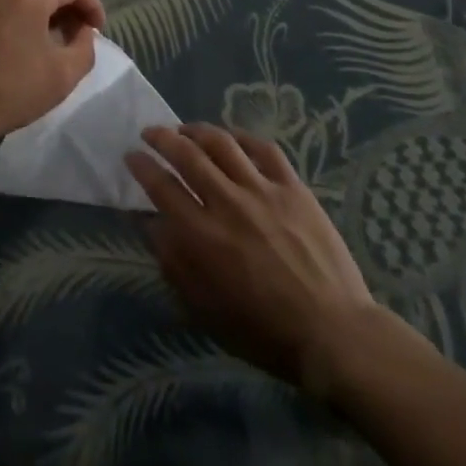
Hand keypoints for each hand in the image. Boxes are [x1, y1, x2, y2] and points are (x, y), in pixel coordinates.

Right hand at [127, 124, 381, 389]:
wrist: (334, 334)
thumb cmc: (265, 332)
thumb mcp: (206, 310)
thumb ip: (174, 265)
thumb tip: (151, 226)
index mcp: (203, 236)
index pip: (161, 186)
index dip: (141, 166)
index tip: (130, 155)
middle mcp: (228, 203)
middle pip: (186, 154)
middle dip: (161, 138)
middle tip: (150, 133)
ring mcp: (262, 190)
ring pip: (222, 142)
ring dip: (197, 131)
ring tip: (186, 130)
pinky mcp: (293, 187)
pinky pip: (263, 148)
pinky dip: (242, 137)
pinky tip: (231, 138)